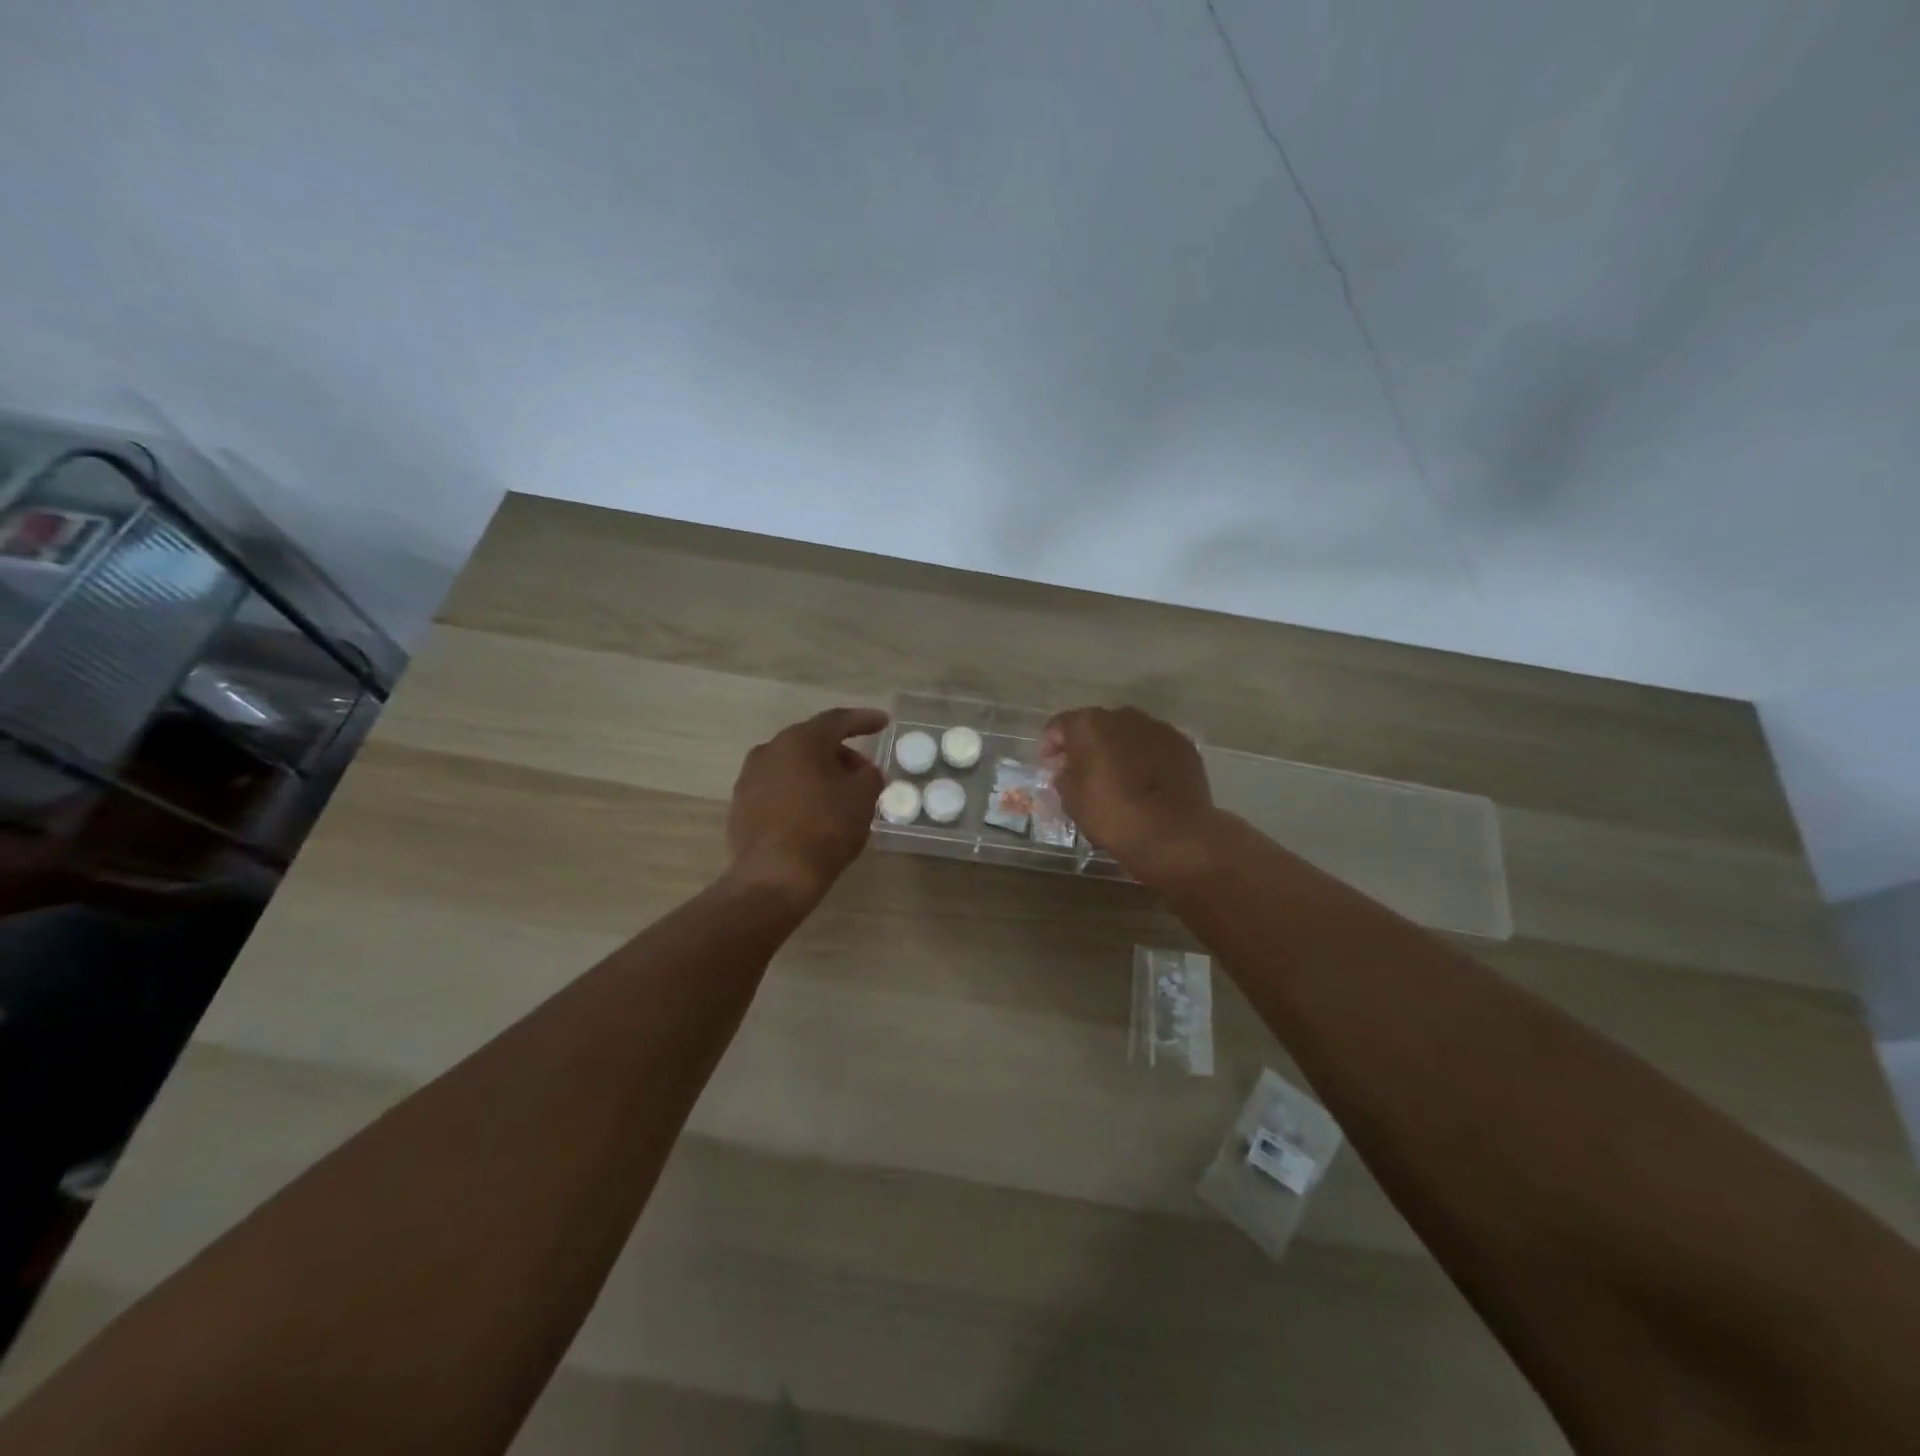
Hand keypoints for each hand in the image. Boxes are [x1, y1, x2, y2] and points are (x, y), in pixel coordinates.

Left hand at [726, 707, 888, 905]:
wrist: (774, 877)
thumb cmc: (825, 829)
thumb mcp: (863, 798)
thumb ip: (869, 775)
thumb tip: (863, 771)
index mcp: (800, 740)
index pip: (837, 720)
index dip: (863, 720)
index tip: (883, 723)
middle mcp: (770, 750)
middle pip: (812, 742)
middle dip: (840, 753)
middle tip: (863, 772)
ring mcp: (750, 778)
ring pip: (792, 766)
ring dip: (818, 774)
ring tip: (839, 796)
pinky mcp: (741, 806)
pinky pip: (778, 789)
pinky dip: (799, 794)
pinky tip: (813, 815)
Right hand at [1041, 706, 1219, 888]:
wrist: (1174, 835)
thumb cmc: (1114, 816)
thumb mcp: (1073, 801)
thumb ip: (1064, 776)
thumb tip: (1066, 769)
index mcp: (1090, 725)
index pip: (1060, 725)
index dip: (1051, 744)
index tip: (1050, 765)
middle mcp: (1123, 716)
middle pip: (1096, 725)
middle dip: (1086, 744)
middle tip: (1081, 771)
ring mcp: (1157, 728)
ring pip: (1127, 733)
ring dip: (1117, 748)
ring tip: (1117, 776)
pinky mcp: (1182, 744)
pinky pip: (1154, 746)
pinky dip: (1145, 757)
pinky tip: (1145, 782)